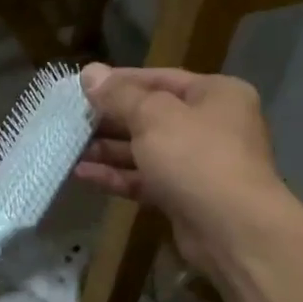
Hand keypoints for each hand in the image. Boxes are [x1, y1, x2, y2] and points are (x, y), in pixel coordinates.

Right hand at [76, 63, 285, 269]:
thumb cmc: (195, 157)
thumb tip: (89, 72)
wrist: (232, 229)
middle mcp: (211, 125)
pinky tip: (83, 175)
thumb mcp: (153, 116)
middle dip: (111, 119)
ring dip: (109, 150)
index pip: (161, 78)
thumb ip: (119, 95)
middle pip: (152, 116)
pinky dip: (117, 176)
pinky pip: (146, 180)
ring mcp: (199, 165)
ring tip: (70, 148)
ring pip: (146, 151)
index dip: (120, 81)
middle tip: (71, 120)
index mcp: (216, 94)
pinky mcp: (185, 198)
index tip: (83, 86)